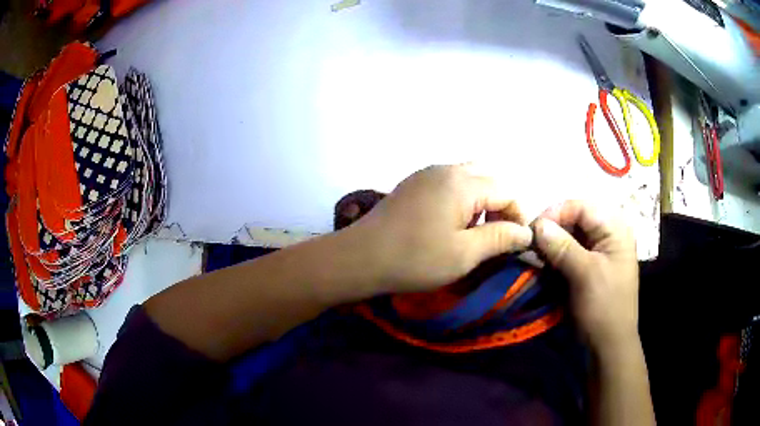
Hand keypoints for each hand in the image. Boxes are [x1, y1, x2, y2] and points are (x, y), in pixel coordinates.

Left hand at [348, 164, 532, 293]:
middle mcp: (446, 169)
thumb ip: (500, 238)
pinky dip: (463, 197)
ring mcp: (427, 173)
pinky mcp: (414, 183)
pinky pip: (449, 181)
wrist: (360, 257)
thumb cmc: (415, 259)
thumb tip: (526, 232)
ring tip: (478, 230)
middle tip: (498, 233)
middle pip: (489, 177)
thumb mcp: (464, 254)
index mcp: (462, 182)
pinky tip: (453, 222)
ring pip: (469, 177)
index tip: (516, 242)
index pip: (507, 190)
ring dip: (482, 199)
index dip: (518, 215)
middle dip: (501, 203)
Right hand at [533, 201, 638, 352]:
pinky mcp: (590, 264)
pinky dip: (555, 255)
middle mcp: (608, 233)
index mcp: (615, 229)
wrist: (609, 344)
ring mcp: (599, 250)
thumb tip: (537, 225)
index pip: (582, 207)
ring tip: (535, 256)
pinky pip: (570, 250)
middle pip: (576, 218)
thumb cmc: (604, 307)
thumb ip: (562, 247)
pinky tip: (544, 264)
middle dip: (552, 228)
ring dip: (552, 243)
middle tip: (531, 244)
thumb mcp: (585, 275)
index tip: (532, 230)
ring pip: (571, 234)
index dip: (556, 213)